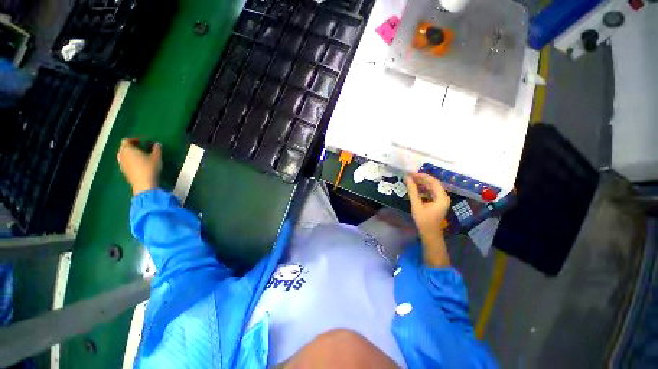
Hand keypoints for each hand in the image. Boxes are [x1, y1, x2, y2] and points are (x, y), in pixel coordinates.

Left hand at [117, 138, 161, 194]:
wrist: (144, 184)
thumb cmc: (150, 168)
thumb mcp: (157, 157)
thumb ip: (157, 149)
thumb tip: (157, 144)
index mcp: (127, 149)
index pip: (127, 141)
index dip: (134, 140)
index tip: (142, 142)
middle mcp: (122, 155)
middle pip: (124, 148)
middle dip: (132, 147)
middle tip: (142, 148)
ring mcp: (122, 164)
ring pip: (124, 156)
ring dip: (131, 154)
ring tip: (141, 156)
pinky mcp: (124, 171)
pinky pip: (126, 163)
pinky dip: (131, 161)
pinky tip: (139, 164)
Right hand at [406, 172, 450, 266]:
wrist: (430, 234)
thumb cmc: (424, 220)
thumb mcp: (416, 205)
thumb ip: (412, 191)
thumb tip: (408, 179)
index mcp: (442, 197)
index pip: (433, 181)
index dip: (422, 176)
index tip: (411, 173)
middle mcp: (444, 197)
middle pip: (433, 183)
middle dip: (421, 179)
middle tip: (409, 176)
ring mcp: (441, 200)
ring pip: (431, 188)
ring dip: (421, 184)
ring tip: (411, 181)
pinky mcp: (437, 203)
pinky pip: (431, 192)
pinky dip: (423, 189)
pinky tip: (415, 189)